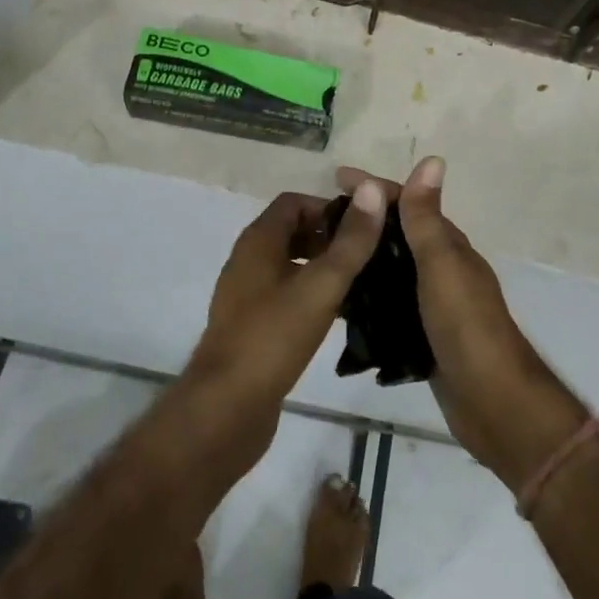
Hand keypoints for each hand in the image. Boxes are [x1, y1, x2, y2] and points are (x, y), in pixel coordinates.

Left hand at [181, 189, 385, 471]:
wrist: (226, 410)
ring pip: (290, 265)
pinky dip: (311, 295)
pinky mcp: (251, 328)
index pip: (295, 202)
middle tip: (368, 254)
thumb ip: (351, 240)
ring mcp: (246, 296)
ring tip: (361, 283)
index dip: (329, 208)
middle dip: (330, 237)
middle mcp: (248, 261)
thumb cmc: (273, 338)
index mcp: (258, 241)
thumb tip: (372, 188)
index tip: (364, 226)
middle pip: (292, 232)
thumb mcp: (321, 285)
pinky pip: (285, 295)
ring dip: (323, 267)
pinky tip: (338, 316)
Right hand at [336, 158, 589, 489]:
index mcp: (447, 245)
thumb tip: (432, 159)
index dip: (373, 188)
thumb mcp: (441, 264)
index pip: (406, 203)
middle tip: (317, 223)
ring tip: (320, 258)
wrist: (491, 401)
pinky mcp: (423, 335)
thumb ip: (427, 218)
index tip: (334, 179)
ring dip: (363, 257)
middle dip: (363, 221)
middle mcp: (441, 268)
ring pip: (391, 269)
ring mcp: (433, 303)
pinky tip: (341, 302)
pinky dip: (368, 296)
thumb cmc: (465, 325)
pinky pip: (389, 304)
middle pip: (397, 233)